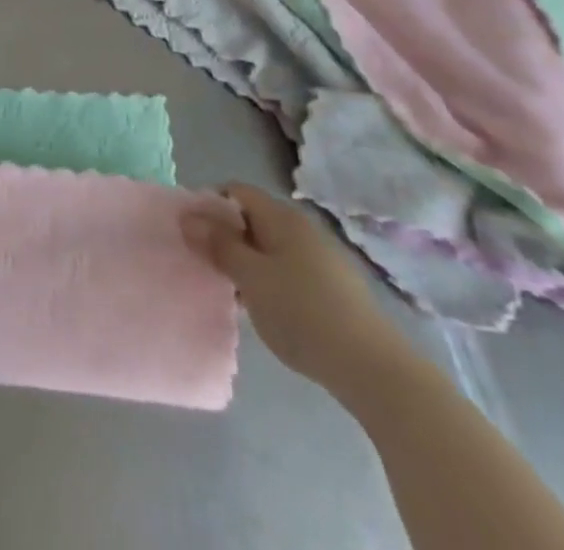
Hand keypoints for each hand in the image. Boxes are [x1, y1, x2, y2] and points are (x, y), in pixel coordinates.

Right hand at [183, 183, 414, 395]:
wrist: (375, 371)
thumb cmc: (303, 313)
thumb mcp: (250, 277)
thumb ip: (218, 245)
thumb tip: (188, 217)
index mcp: (282, 217)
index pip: (235, 191)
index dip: (209, 205)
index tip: (192, 233)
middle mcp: (302, 229)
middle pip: (252, 219)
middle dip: (226, 237)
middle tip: (206, 264)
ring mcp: (321, 259)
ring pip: (270, 248)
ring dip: (247, 262)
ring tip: (230, 290)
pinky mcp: (333, 289)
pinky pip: (288, 271)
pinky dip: (269, 281)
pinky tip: (265, 310)